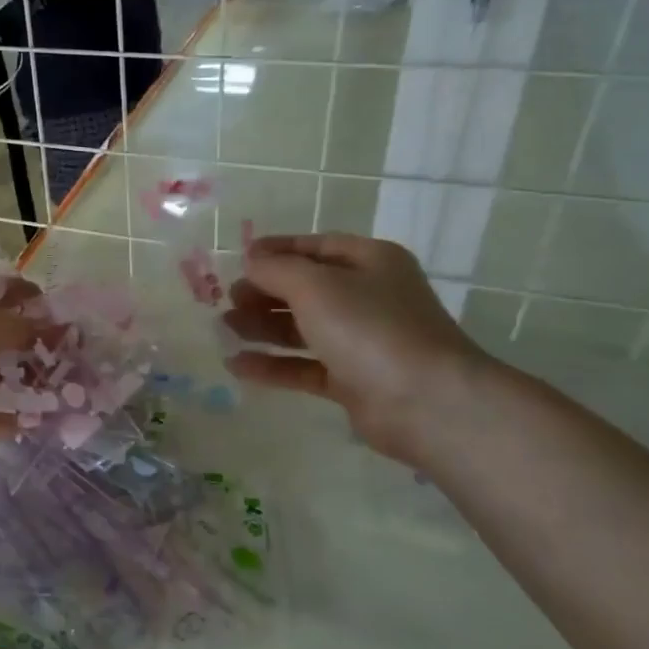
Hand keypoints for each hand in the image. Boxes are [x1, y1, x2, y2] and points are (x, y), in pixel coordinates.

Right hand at [222, 233, 494, 463]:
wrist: (425, 401)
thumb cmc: (370, 328)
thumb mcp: (316, 286)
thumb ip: (276, 270)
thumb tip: (251, 262)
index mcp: (369, 262)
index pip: (316, 246)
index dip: (276, 250)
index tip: (238, 259)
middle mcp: (367, 297)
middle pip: (306, 289)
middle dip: (264, 292)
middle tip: (227, 300)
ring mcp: (361, 341)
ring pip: (303, 328)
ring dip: (263, 327)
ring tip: (223, 328)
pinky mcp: (352, 380)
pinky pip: (304, 366)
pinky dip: (273, 365)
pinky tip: (237, 366)